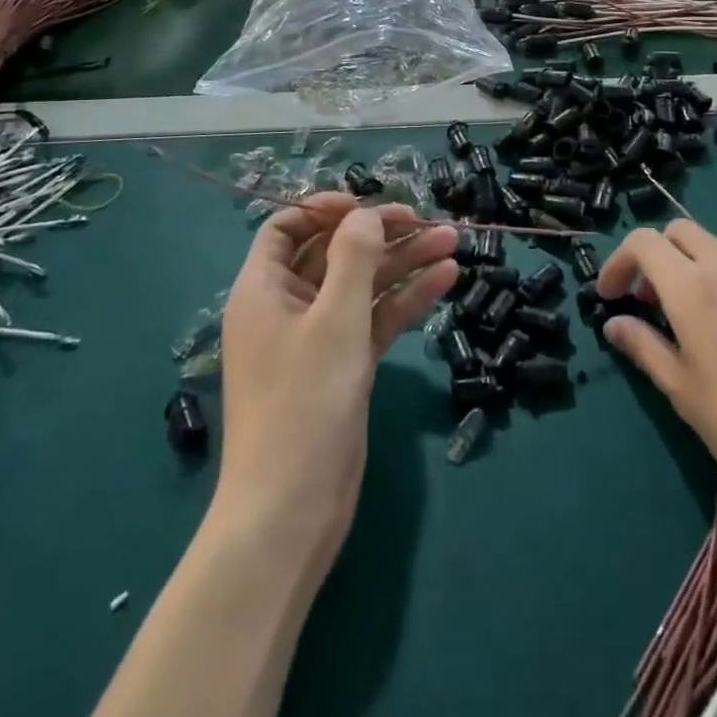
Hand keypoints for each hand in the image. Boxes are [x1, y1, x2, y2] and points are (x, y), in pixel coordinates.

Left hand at [216, 194, 457, 563]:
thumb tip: (365, 213)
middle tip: (428, 221)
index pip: (287, 228)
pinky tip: (445, 279)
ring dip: (403, 262)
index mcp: (264, 290)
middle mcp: (287, 307)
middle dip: (380, 234)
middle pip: (334, 252)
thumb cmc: (304, 404)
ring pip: (362, 284)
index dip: (325, 208)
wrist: (292, 511)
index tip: (368, 205)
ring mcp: (317, 338)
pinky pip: (374, 319)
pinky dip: (405, 299)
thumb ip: (353, 257)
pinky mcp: (343, 366)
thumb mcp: (333, 321)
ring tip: (452, 241)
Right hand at [595, 220, 716, 532]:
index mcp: (692, 288)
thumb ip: (645, 348)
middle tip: (653, 300)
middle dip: (658, 255)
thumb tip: (614, 324)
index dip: (619, 261)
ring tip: (702, 307)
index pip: (644, 242)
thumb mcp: (686, 394)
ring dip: (699, 260)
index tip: (612, 295)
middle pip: (681, 231)